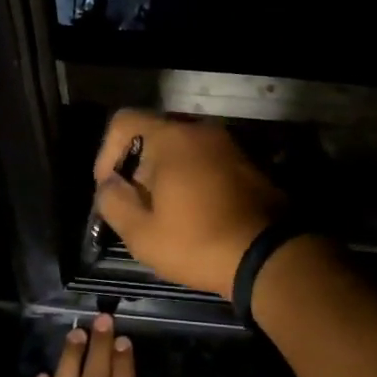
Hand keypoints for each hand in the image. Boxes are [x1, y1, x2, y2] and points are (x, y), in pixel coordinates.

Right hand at [92, 112, 283, 298]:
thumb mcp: (143, 234)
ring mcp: (228, 144)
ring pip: (182, 148)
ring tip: (167, 214)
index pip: (123, 121)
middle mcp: (200, 130)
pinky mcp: (247, 162)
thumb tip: (108, 185)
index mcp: (172, 137)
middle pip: (153, 134)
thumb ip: (114, 203)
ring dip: (166, 174)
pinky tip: (196, 213)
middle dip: (138, 167)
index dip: (106, 152)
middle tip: (138, 206)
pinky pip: (206, 159)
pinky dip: (192, 177)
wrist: (270, 255)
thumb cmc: (199, 241)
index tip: (109, 187)